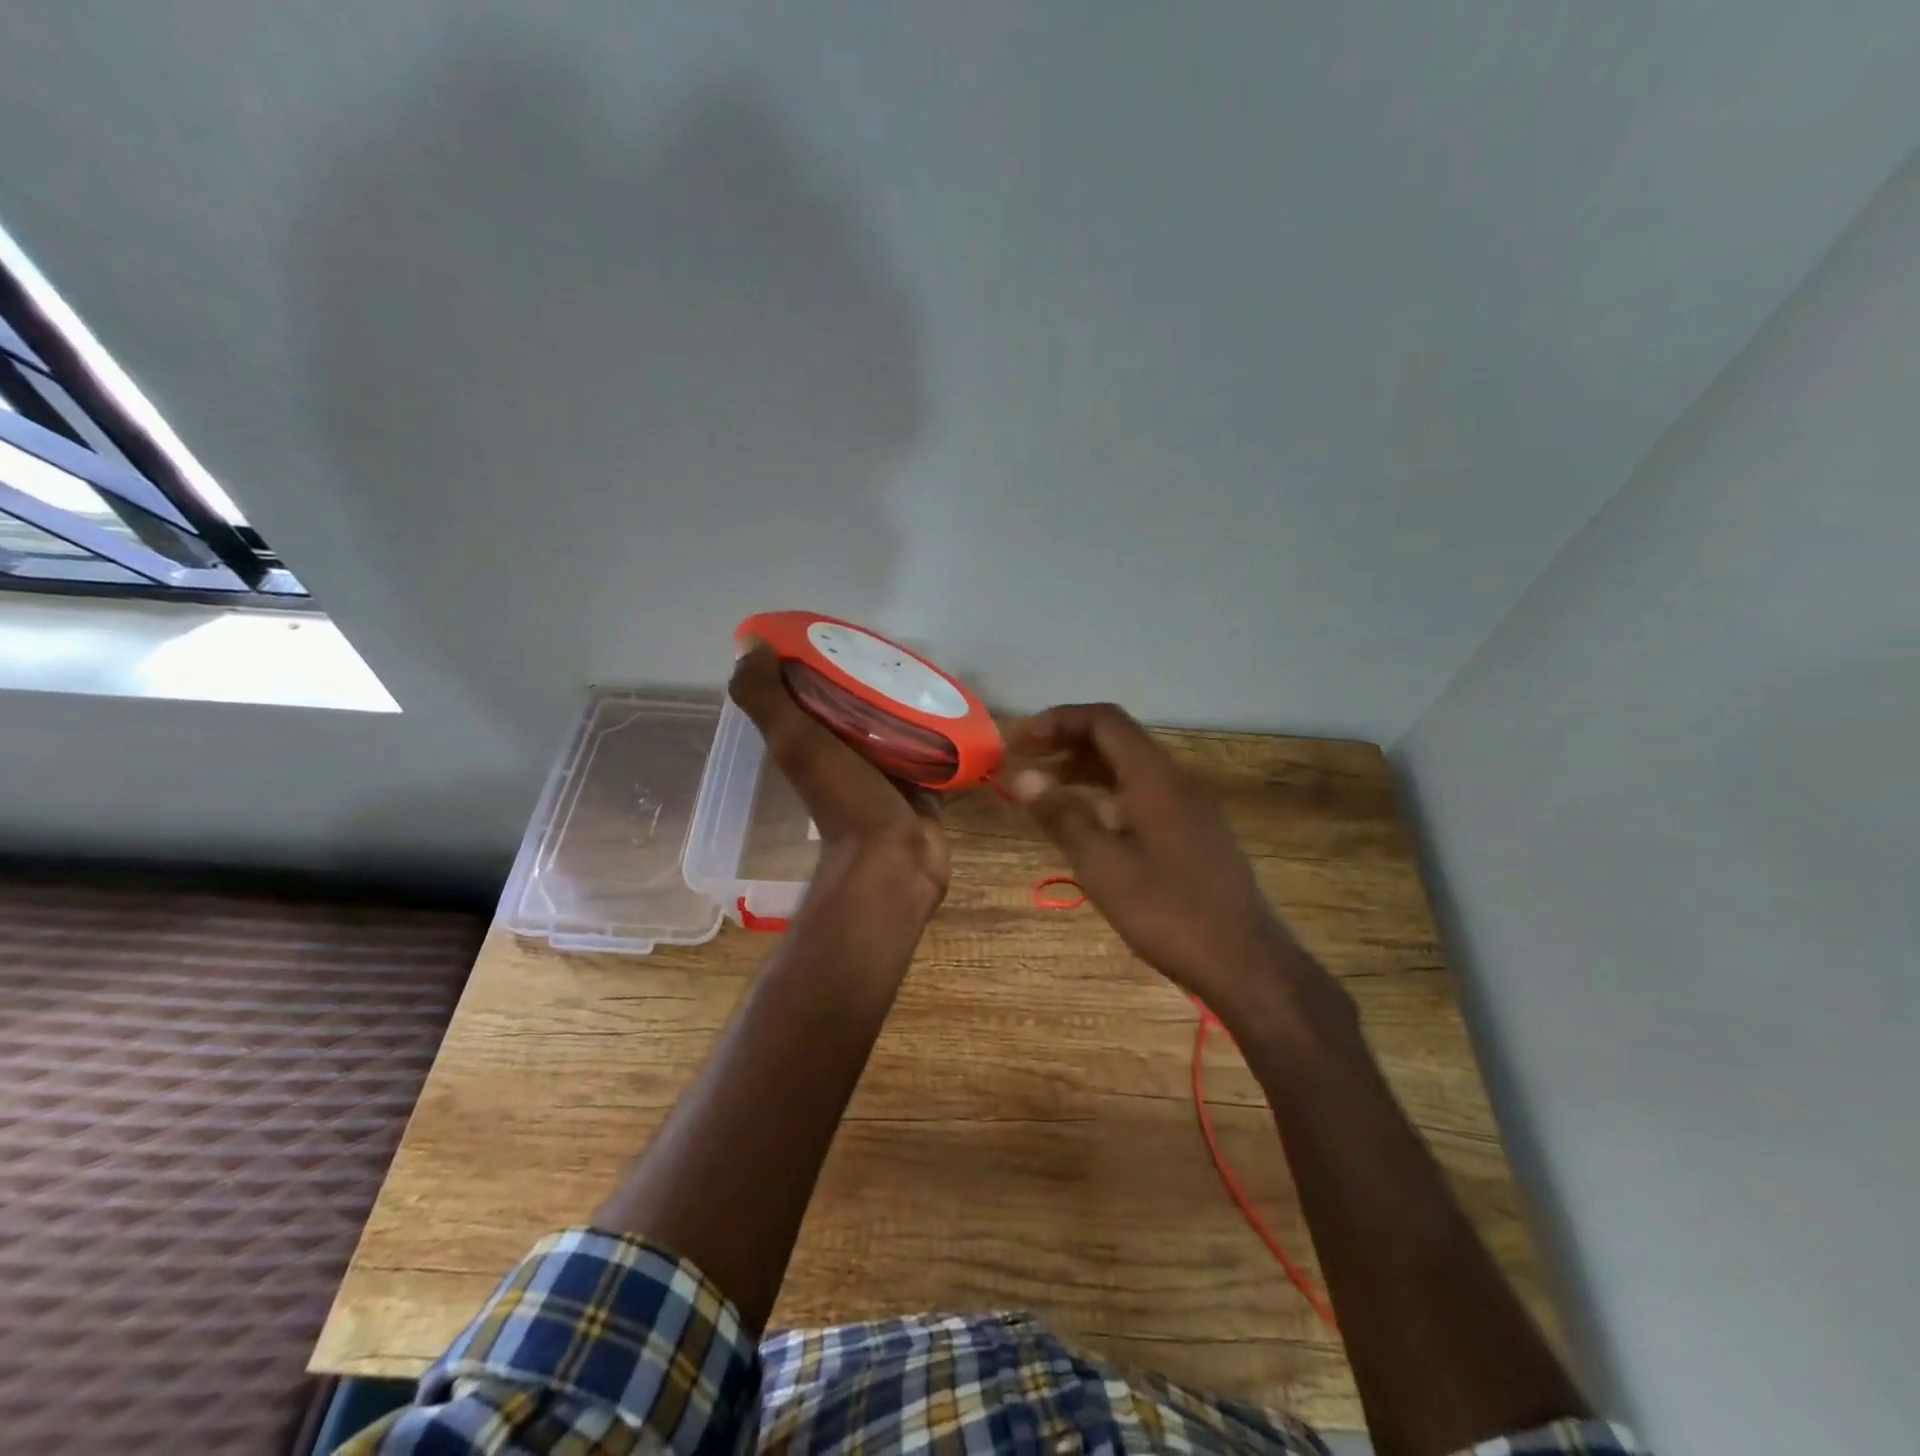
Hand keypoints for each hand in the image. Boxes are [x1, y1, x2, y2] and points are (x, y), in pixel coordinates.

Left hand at [729, 643, 948, 903]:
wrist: (894, 863)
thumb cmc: (845, 800)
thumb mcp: (796, 743)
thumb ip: (767, 699)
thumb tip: (749, 645)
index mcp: (812, 739)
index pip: (813, 689)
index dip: (822, 659)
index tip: (843, 631)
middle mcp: (846, 751)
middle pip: (859, 702)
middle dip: (874, 677)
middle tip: (901, 650)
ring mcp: (885, 768)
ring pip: (896, 722)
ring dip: (908, 700)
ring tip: (930, 670)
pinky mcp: (922, 781)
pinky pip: (931, 745)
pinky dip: (938, 728)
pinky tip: (954, 704)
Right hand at [1010, 703, 1301, 1016]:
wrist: (1245, 962)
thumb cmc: (1169, 913)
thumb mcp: (1104, 867)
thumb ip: (1063, 816)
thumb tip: (1023, 776)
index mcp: (1156, 778)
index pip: (1105, 721)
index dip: (1060, 720)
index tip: (1023, 741)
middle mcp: (1177, 780)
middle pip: (1119, 740)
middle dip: (1069, 743)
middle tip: (1027, 764)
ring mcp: (1191, 807)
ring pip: (1132, 768)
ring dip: (1088, 770)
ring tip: (1047, 791)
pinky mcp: (1196, 832)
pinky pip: (1145, 793)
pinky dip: (1110, 794)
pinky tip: (1089, 822)